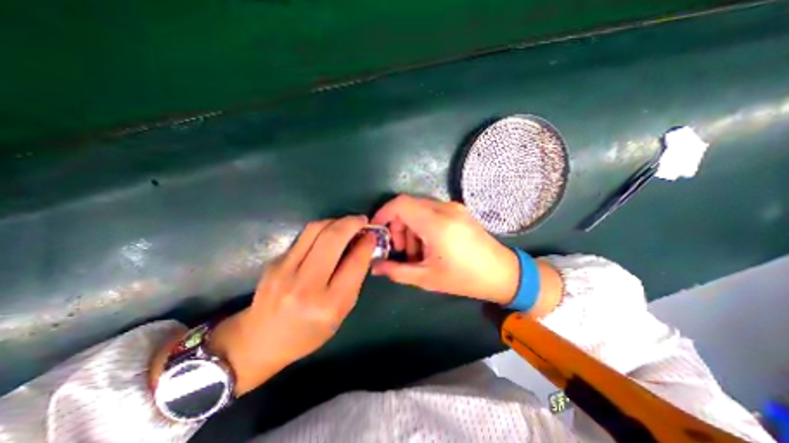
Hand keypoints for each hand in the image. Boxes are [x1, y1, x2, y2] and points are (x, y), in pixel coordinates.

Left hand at [154, 215, 377, 393]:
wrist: (260, 339)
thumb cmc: (309, 331)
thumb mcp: (341, 312)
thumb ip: (355, 279)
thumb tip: (364, 247)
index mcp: (328, 305)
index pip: (354, 262)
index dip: (367, 243)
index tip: (373, 234)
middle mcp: (305, 285)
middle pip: (333, 239)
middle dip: (352, 223)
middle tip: (362, 220)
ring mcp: (285, 270)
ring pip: (315, 230)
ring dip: (336, 221)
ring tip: (347, 223)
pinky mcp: (275, 261)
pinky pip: (304, 236)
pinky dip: (321, 230)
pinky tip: (328, 235)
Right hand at [371, 194, 521, 304]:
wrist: (503, 273)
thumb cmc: (464, 278)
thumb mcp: (426, 278)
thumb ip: (396, 271)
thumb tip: (374, 266)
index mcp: (436, 223)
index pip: (400, 204)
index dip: (384, 213)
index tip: (378, 230)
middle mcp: (445, 208)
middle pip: (408, 206)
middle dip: (398, 226)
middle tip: (400, 251)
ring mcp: (454, 207)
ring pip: (419, 209)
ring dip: (411, 228)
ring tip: (417, 253)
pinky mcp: (459, 211)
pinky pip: (432, 212)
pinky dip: (423, 226)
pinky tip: (430, 245)